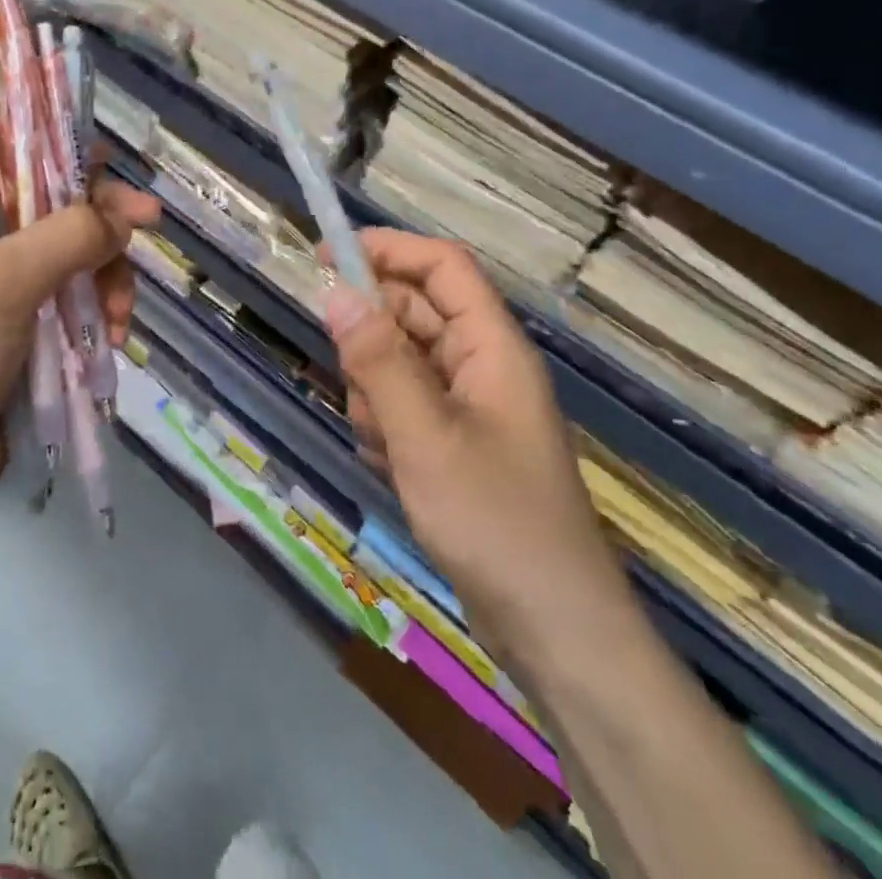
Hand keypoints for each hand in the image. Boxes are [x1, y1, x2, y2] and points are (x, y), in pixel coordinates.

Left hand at [0, 165, 159, 543]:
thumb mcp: (5, 279)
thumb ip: (70, 234)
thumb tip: (128, 213)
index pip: (7, 158)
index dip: (58, 154)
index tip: (112, 165)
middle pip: (50, 212)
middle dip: (99, 228)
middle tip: (148, 230)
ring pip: (69, 264)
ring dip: (105, 282)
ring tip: (120, 318)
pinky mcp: (17, 341)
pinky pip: (68, 310)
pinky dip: (94, 319)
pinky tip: (111, 343)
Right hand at [323, 229, 628, 657]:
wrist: (556, 634)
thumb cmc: (495, 523)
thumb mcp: (424, 437)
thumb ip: (378, 361)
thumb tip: (334, 292)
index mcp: (492, 347)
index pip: (442, 266)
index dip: (387, 249)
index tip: (325, 254)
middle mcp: (482, 366)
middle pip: (415, 313)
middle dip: (372, 336)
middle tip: (348, 376)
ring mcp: (469, 407)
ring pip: (401, 362)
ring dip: (374, 389)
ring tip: (380, 440)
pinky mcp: (455, 444)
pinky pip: (404, 406)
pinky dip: (384, 424)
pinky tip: (387, 464)